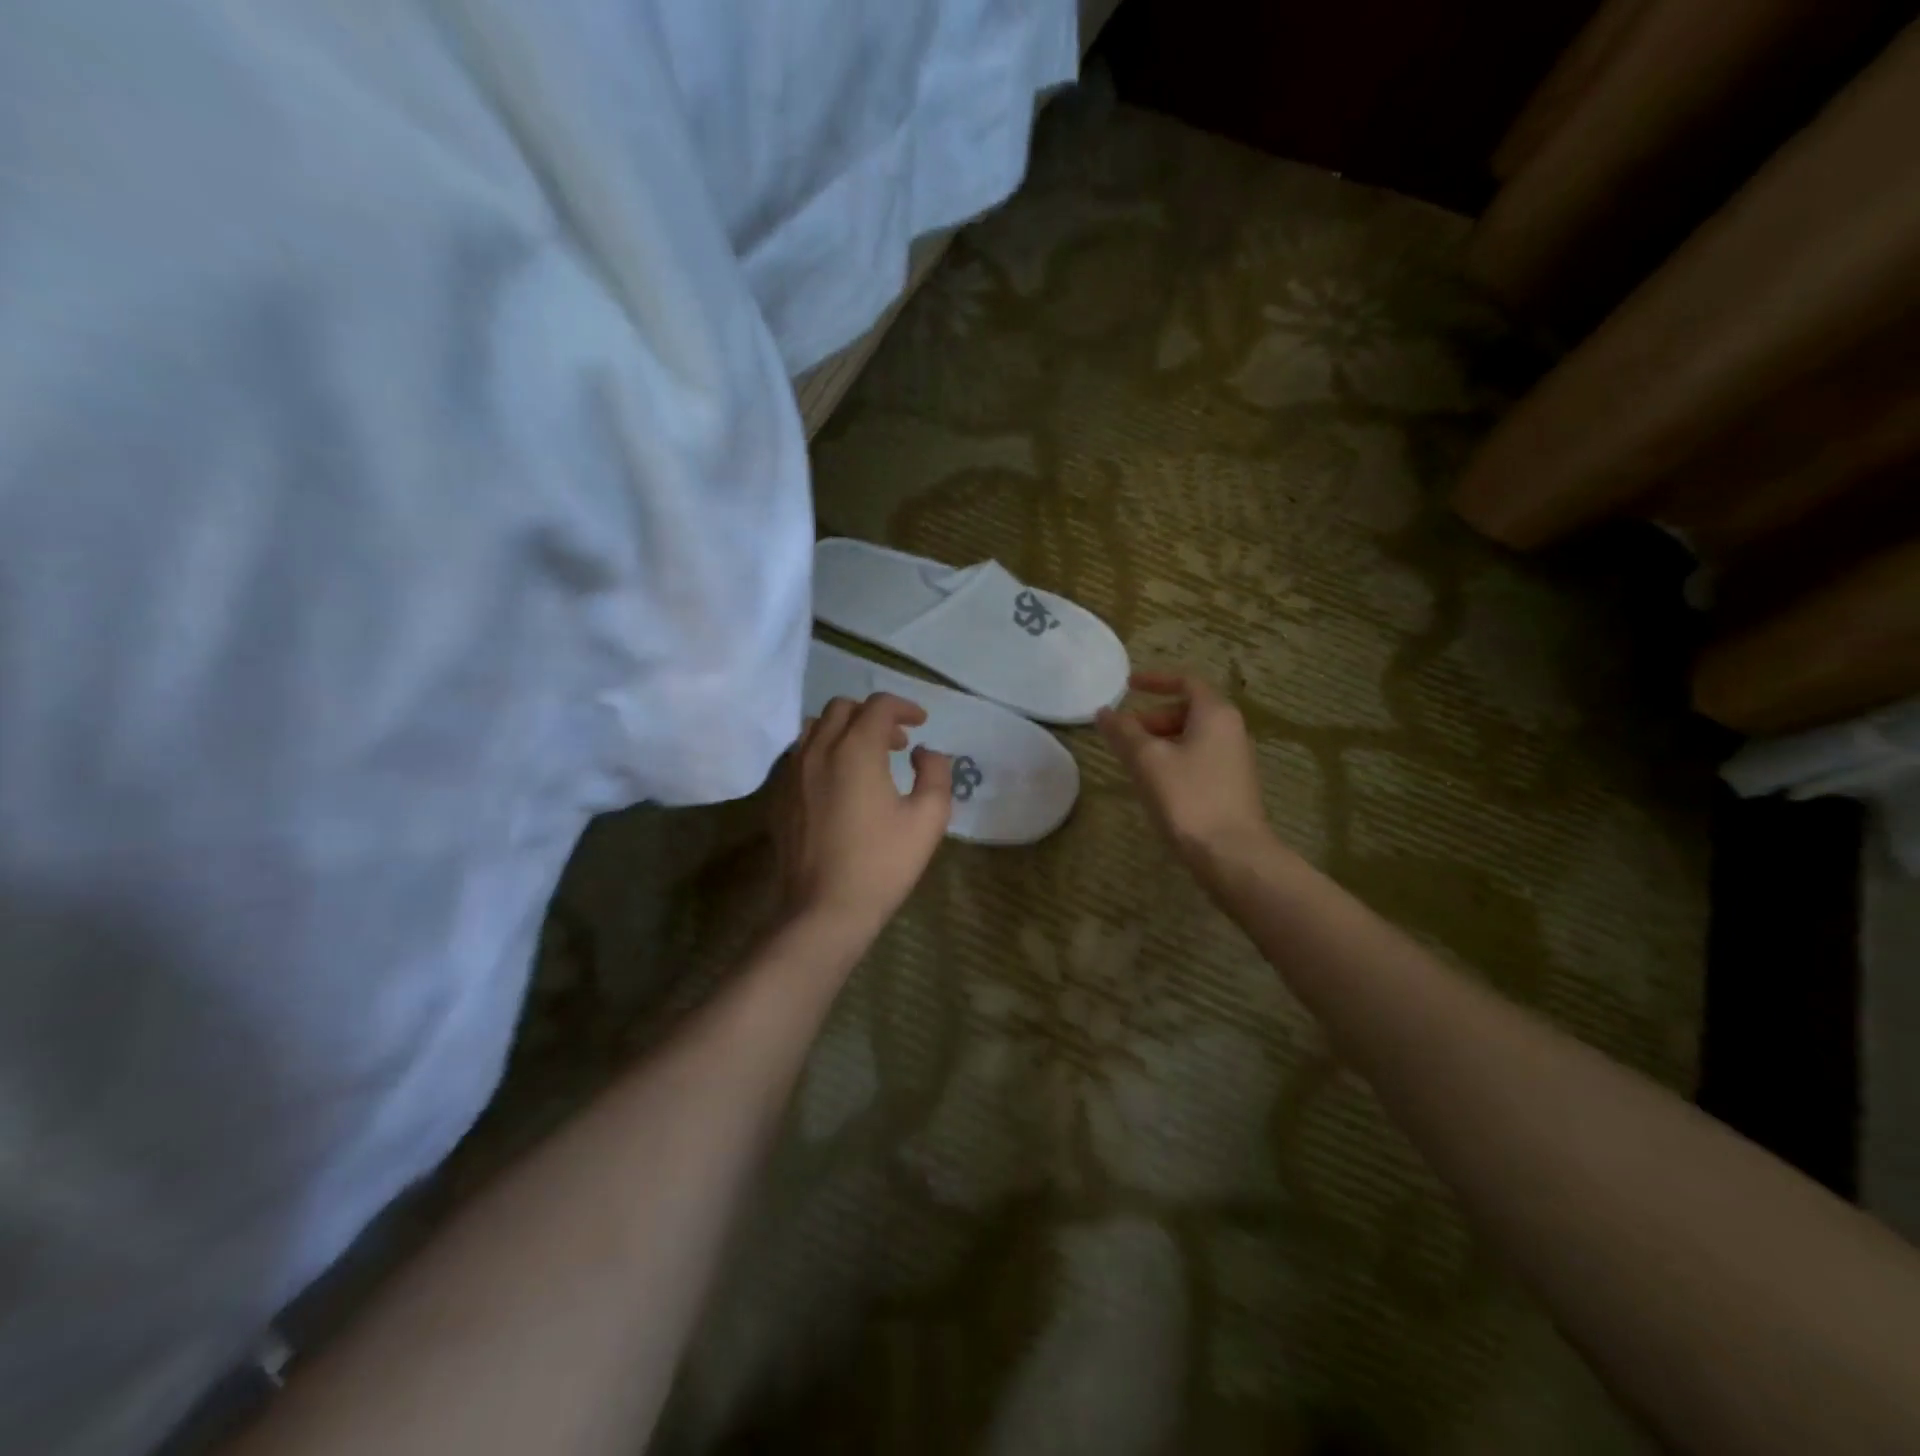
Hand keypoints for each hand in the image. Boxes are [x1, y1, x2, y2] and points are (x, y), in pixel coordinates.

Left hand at [772, 693, 952, 942]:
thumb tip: (923, 753)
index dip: (904, 707)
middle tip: (897, 743)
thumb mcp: (928, 818)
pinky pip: (799, 754)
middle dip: (873, 715)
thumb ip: (935, 773)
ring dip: (844, 730)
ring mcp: (792, 772)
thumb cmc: (882, 863)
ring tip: (865, 757)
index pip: (879, 706)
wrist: (824, 909)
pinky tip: (837, 783)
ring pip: (815, 727)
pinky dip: (822, 752)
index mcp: (856, 750)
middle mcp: (818, 750)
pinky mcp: (778, 795)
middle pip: (843, 708)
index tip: (920, 723)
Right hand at [1096, 671, 1272, 862]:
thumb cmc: (1188, 797)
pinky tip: (1155, 785)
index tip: (1127, 686)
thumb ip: (1123, 732)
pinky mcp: (1231, 786)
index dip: (1155, 680)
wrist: (1232, 854)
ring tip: (1132, 763)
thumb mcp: (1147, 760)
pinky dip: (1173, 760)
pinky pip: (1198, 759)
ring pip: (1191, 737)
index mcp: (1215, 713)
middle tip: (1123, 736)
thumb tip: (1104, 712)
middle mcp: (1231, 730)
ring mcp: (1234, 759)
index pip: (1186, 681)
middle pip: (1187, 710)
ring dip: (1160, 742)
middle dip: (1151, 718)